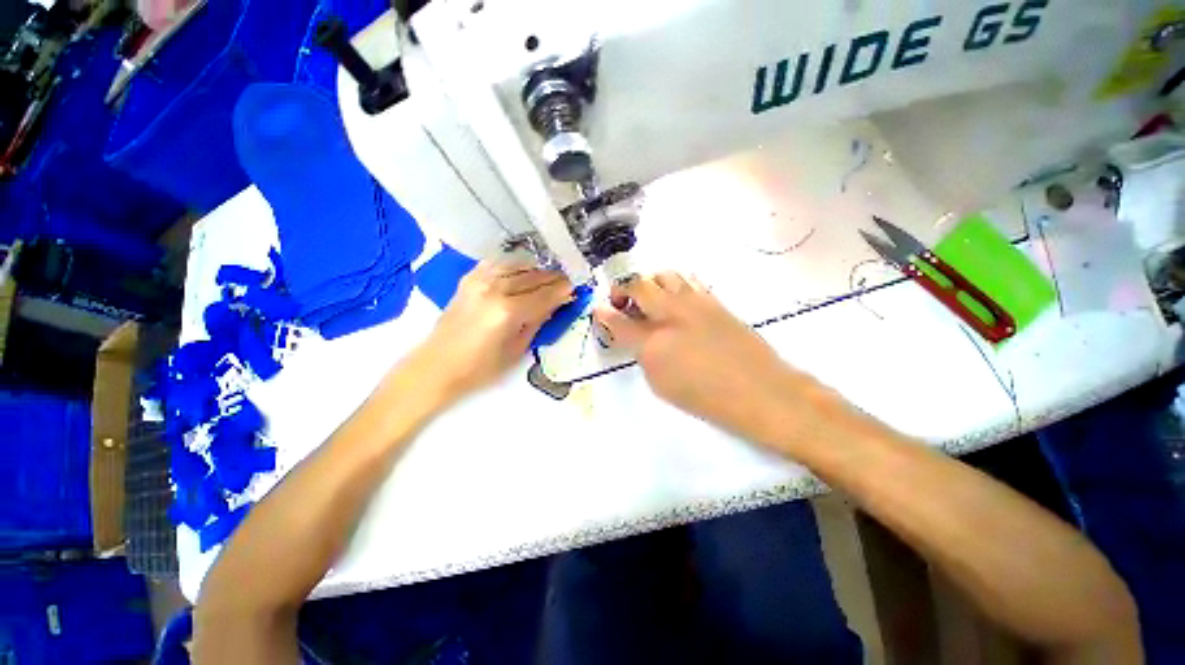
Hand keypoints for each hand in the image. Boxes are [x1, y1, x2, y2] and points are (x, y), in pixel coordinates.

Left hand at [419, 261, 572, 397]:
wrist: (437, 365)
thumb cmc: (480, 368)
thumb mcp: (517, 349)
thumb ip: (538, 321)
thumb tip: (556, 303)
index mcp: (508, 311)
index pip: (545, 294)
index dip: (563, 290)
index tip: (575, 289)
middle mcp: (494, 288)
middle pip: (534, 276)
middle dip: (554, 278)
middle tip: (567, 282)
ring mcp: (479, 280)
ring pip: (518, 265)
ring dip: (537, 270)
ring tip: (549, 277)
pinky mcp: (469, 278)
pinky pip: (499, 263)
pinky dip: (515, 265)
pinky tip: (523, 271)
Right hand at [593, 272, 801, 443]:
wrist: (760, 391)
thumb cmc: (707, 399)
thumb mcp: (662, 386)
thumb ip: (644, 357)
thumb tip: (639, 339)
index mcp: (653, 344)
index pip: (618, 321)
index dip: (603, 314)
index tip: (598, 310)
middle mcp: (670, 315)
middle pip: (637, 285)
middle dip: (622, 289)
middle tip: (621, 302)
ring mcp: (694, 303)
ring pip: (663, 275)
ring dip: (649, 283)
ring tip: (650, 300)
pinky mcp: (713, 300)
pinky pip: (688, 280)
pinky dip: (674, 284)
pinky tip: (676, 300)